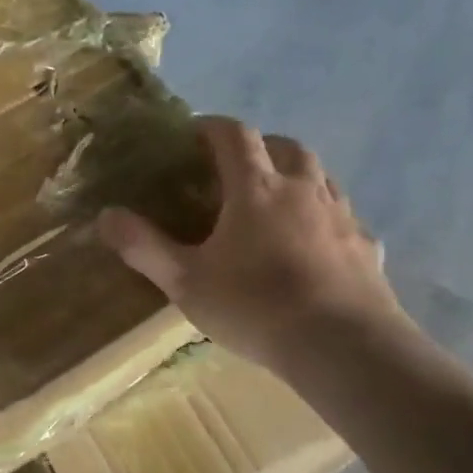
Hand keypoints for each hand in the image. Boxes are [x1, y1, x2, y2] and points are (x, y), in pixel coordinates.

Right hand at [97, 116, 402, 370]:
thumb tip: (105, 215)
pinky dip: (325, 217)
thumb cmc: (255, 306)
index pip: (235, 136)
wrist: (342, 345)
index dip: (213, 127)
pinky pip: (345, 217)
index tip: (194, 133)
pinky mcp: (366, 246)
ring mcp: (342, 216)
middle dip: (259, 147)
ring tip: (275, 200)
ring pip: (321, 176)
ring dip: (296, 175)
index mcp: (256, 189)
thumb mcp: (185, 281)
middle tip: (236, 167)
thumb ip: (143, 247)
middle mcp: (303, 190)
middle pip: (286, 147)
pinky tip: (315, 243)